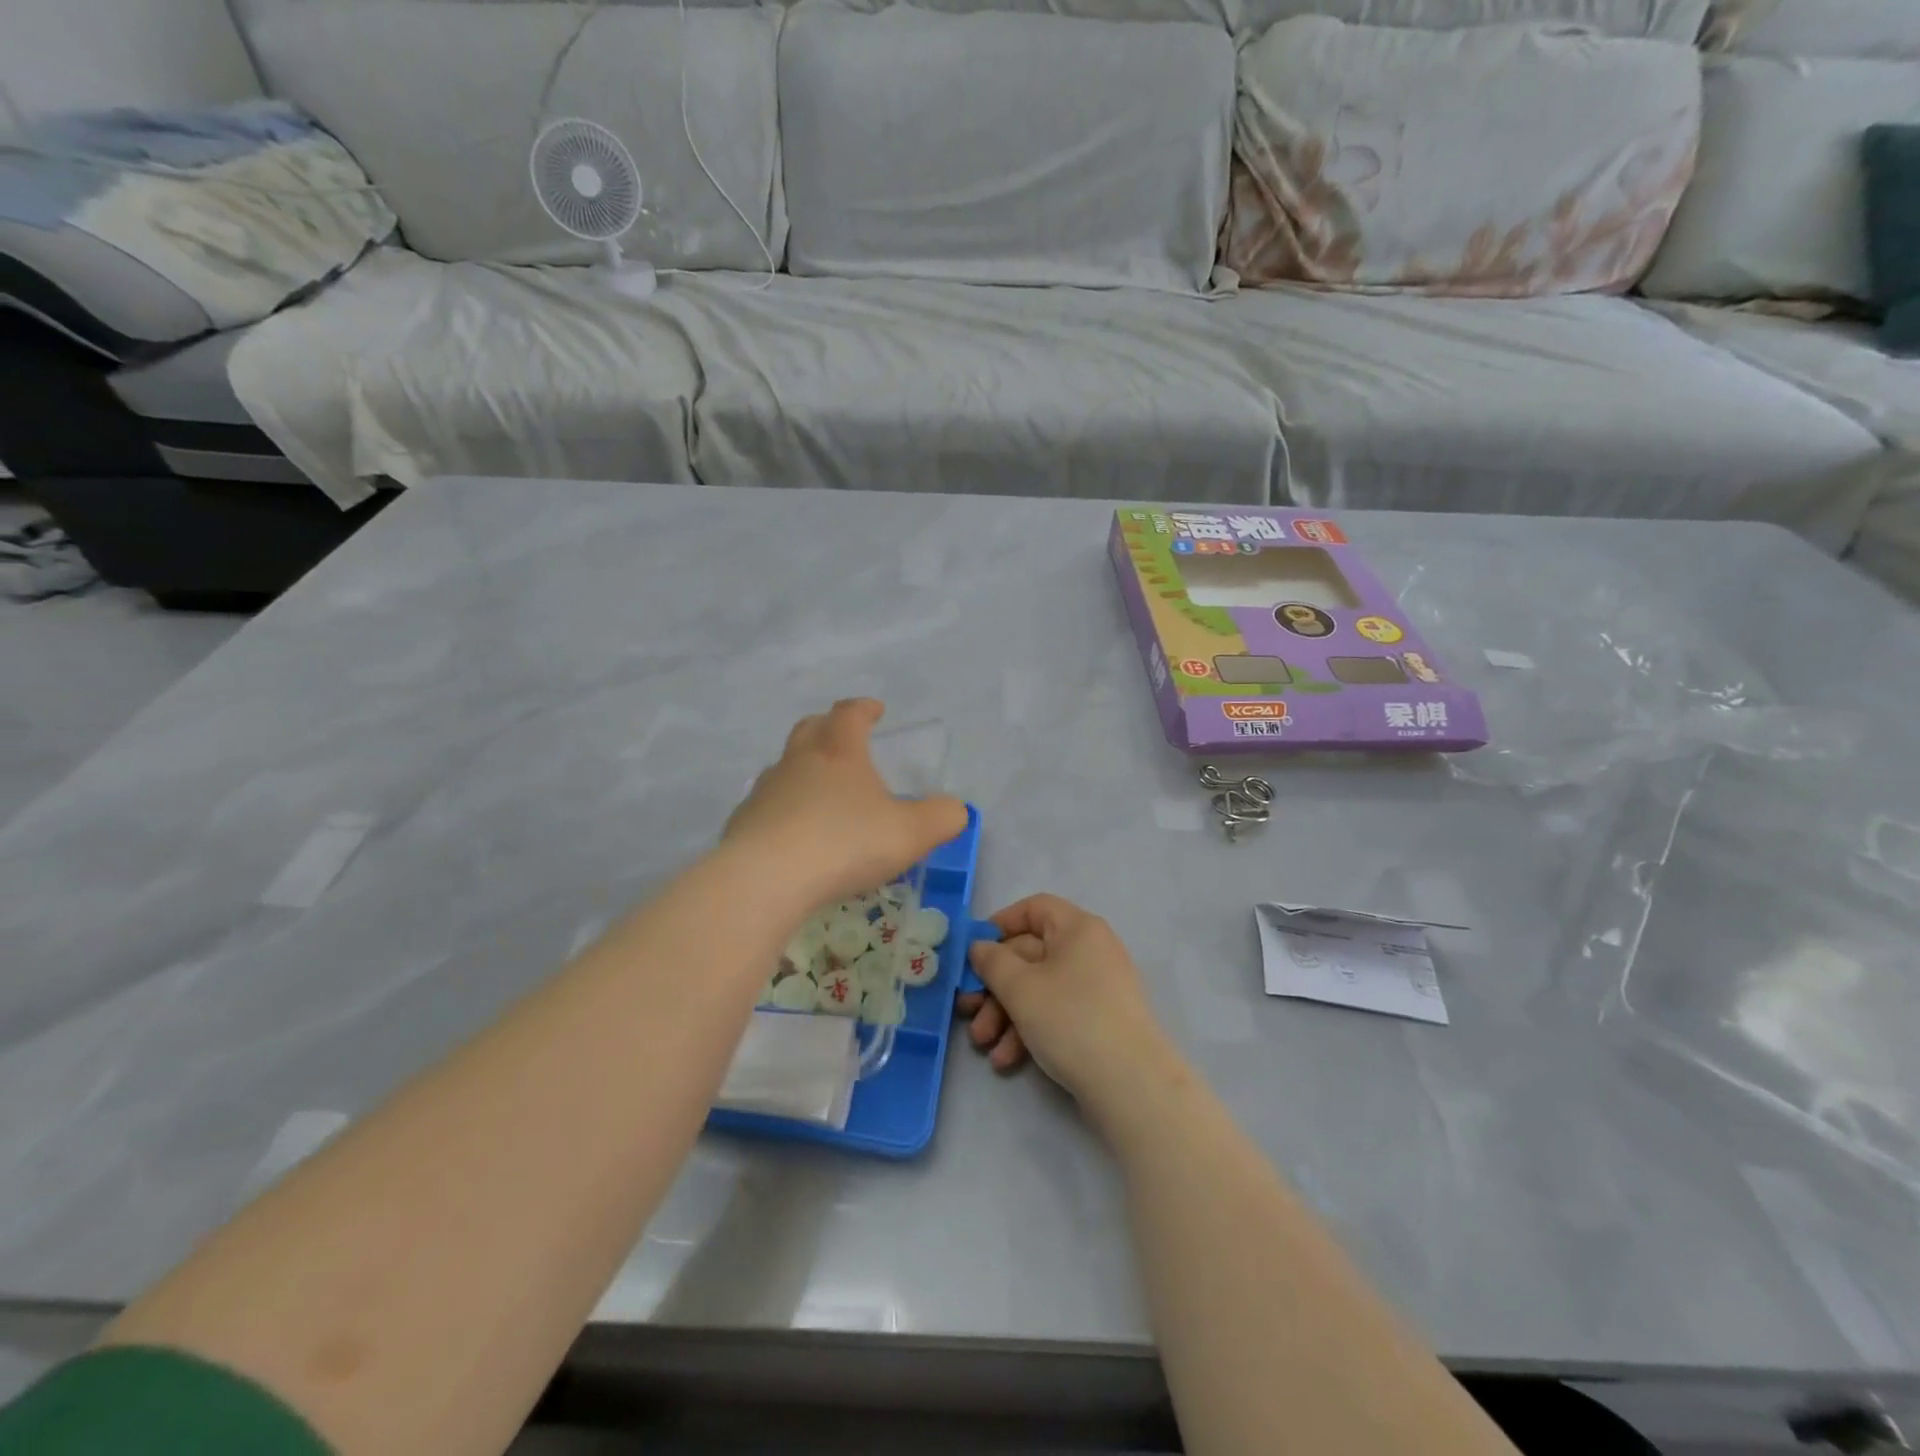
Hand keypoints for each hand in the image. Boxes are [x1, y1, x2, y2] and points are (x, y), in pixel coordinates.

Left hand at [726, 699, 968, 909]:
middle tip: (844, 738)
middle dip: (828, 727)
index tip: (876, 710)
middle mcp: (798, 762)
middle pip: (810, 729)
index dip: (864, 709)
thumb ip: (941, 818)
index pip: (850, 714)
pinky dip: (783, 812)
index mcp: (839, 753)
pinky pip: (767, 808)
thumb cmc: (844, 844)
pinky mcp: (743, 825)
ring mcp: (765, 792)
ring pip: (784, 768)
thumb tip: (955, 809)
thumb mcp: (910, 833)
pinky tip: (794, 837)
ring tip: (821, 795)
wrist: (765, 879)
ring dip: (803, 772)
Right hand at [959, 894, 1175, 1108]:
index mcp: (1078, 929)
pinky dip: (1029, 1031)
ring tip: (983, 1044)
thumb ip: (992, 962)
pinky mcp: (1098, 1022)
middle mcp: (1090, 951)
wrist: (1131, 1085)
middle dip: (993, 986)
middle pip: (1030, 955)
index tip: (974, 952)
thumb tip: (980, 947)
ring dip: (1005, 1015)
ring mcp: (1096, 988)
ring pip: (1039, 989)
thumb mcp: (1020, 987)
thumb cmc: (1071, 1019)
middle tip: (967, 1011)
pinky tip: (1007, 1061)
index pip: (1035, 908)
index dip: (1000, 924)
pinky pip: (1055, 1014)